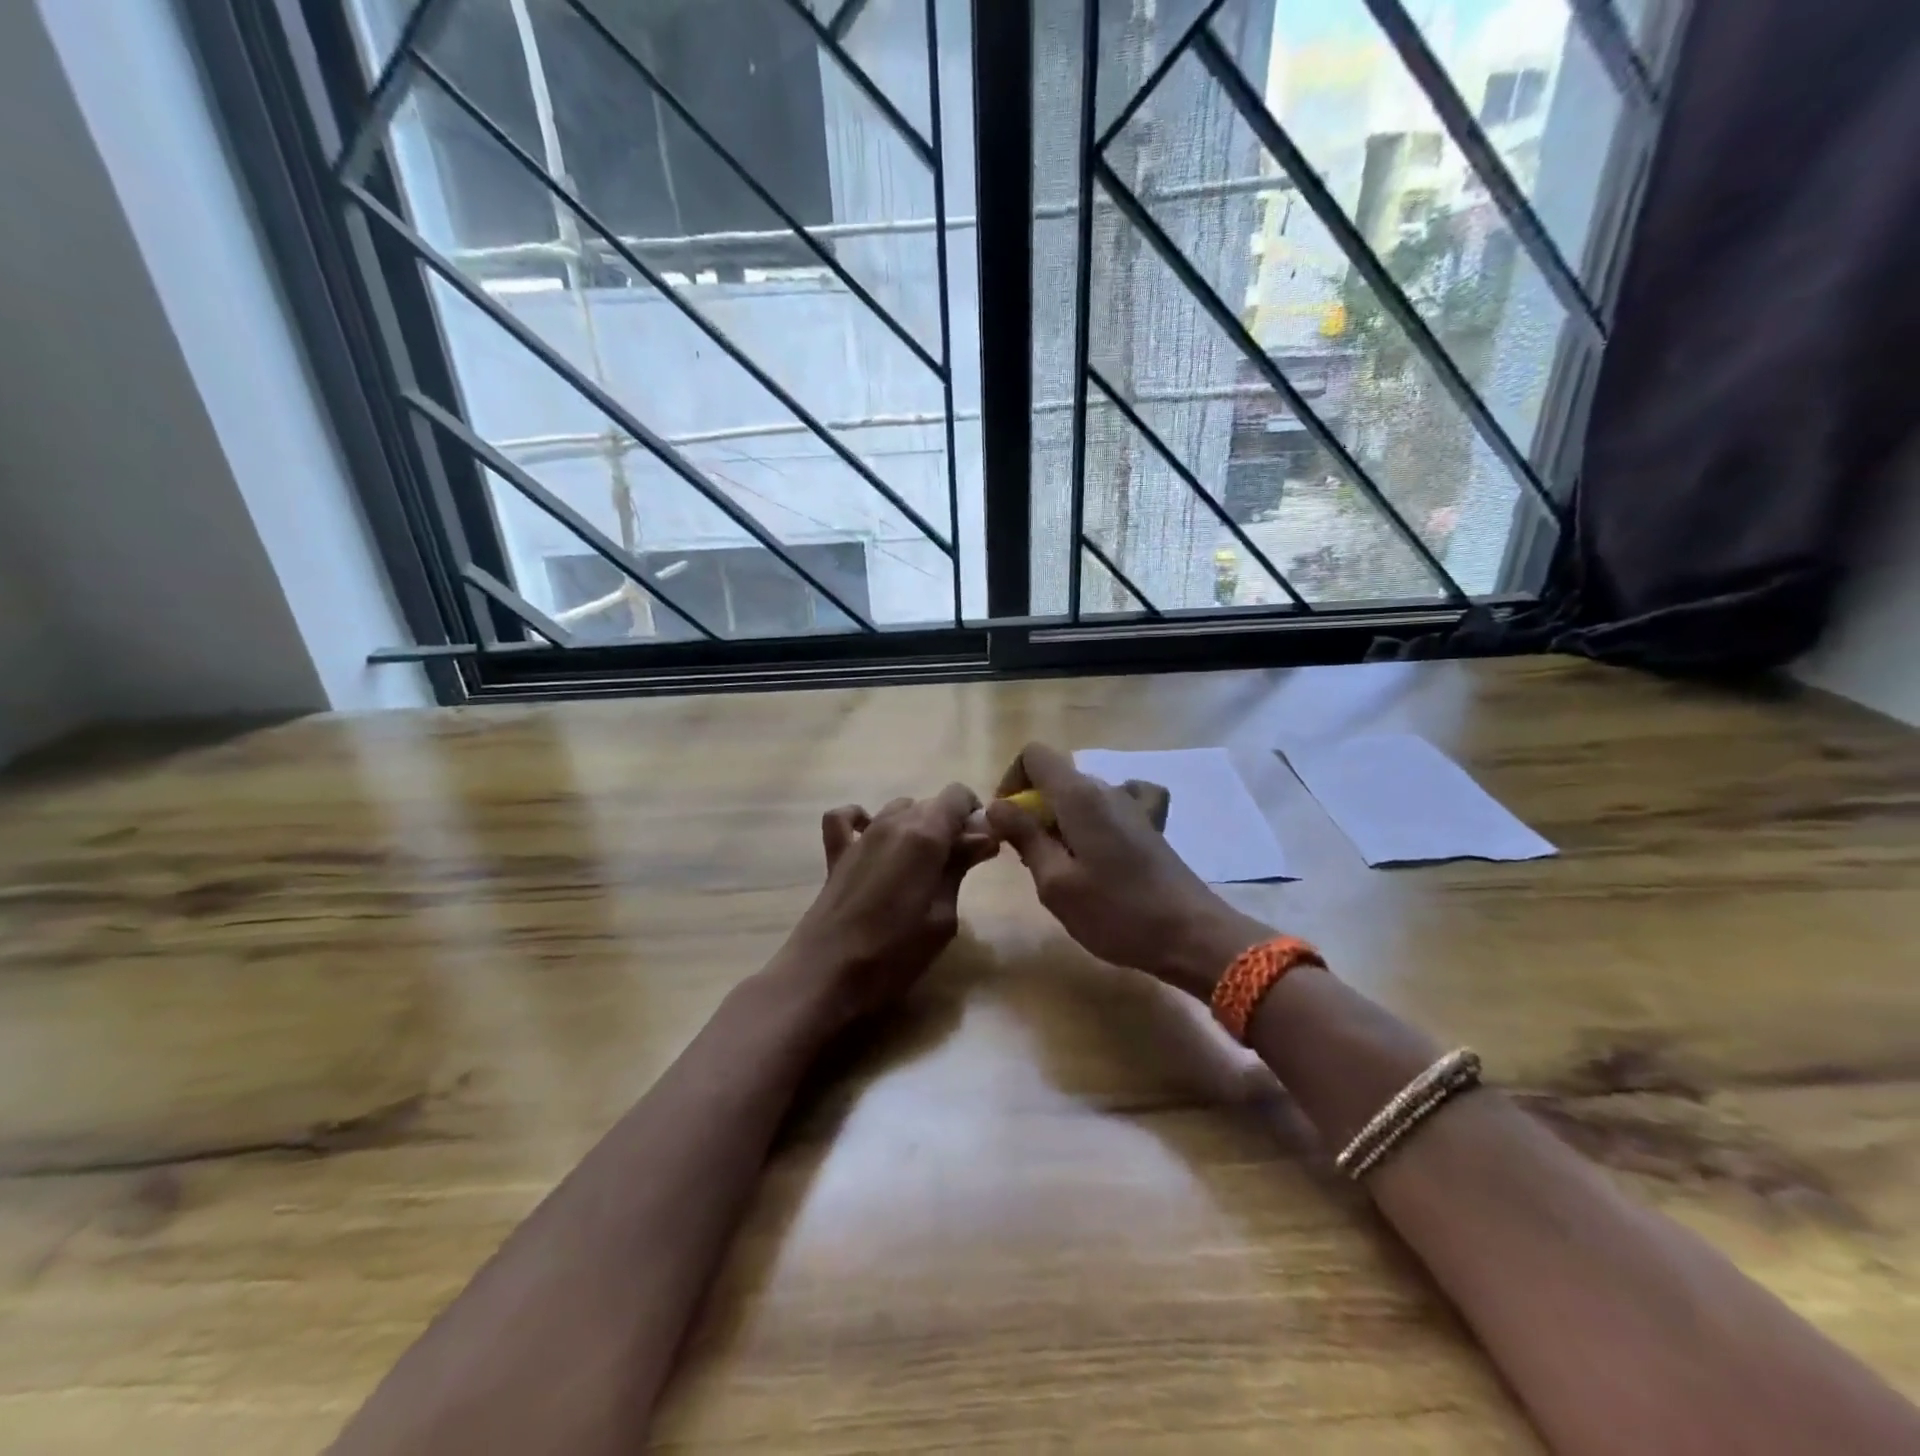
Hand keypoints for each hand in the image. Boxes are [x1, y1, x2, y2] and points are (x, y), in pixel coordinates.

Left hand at [780, 783, 996, 1022]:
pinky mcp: (837, 853)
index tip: (981, 845)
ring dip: (916, 825)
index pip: (958, 795)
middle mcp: (893, 823)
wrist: (827, 973)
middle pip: (930, 804)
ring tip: (922, 863)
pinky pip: (847, 818)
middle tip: (958, 865)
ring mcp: (861, 836)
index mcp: (925, 835)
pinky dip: (861, 819)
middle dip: (950, 825)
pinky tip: (871, 838)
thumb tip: (984, 837)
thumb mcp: (943, 916)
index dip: (974, 814)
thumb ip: (960, 868)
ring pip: (898, 808)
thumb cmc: (895, 952)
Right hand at [985, 743, 1272, 999]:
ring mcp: (1132, 805)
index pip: (1033, 755)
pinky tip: (1099, 848)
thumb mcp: (1056, 883)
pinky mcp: (1148, 826)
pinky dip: (1094, 821)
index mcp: (1079, 796)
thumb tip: (995, 805)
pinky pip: (1110, 807)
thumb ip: (1024, 837)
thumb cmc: (1117, 913)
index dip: (1011, 781)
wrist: (1191, 935)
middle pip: (1055, 778)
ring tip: (1063, 870)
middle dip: (1032, 809)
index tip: (1007, 822)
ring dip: (1059, 823)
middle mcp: (1105, 789)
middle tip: (1031, 860)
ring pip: (1079, 797)